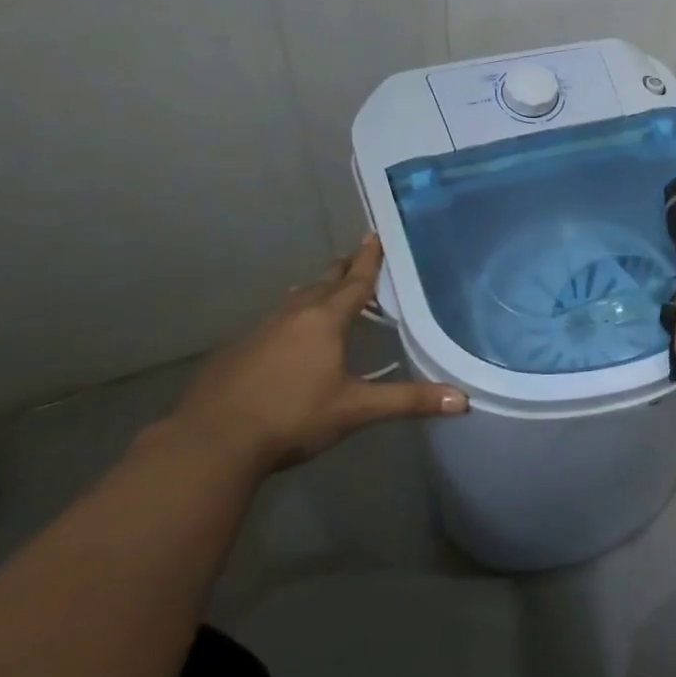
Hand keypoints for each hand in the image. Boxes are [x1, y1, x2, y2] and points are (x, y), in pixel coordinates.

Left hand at [166, 235, 466, 471]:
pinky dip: (288, 319)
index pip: (354, 282)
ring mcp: (258, 332)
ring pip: (293, 301)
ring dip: (313, 292)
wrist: (212, 442)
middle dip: (342, 269)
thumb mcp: (356, 409)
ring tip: (322, 288)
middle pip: (322, 284)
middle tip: (355, 255)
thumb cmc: (293, 417)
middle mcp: (292, 317)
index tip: (374, 234)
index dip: (368, 259)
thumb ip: (409, 401)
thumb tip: (463, 400)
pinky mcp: (235, 352)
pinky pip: (271, 323)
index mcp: (324, 322)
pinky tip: (285, 336)